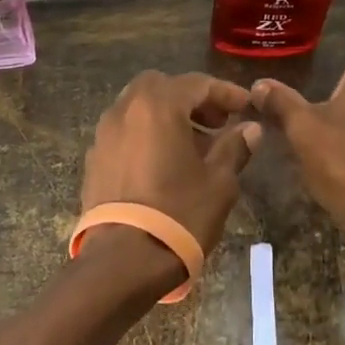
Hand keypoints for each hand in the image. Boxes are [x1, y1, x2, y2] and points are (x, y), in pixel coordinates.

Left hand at [81, 71, 262, 257]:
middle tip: (216, 122)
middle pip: (160, 87)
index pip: (196, 83)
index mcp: (157, 106)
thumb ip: (234, 147)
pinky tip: (164, 163)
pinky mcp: (94, 160)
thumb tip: (250, 129)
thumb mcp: (219, 182)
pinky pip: (125, 133)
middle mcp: (125, 111)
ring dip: (167, 116)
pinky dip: (146, 135)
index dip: (225, 93)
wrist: (123, 261)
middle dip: (190, 98)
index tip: (246, 106)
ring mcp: (104, 135)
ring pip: (138, 108)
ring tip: (193, 145)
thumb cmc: (179, 214)